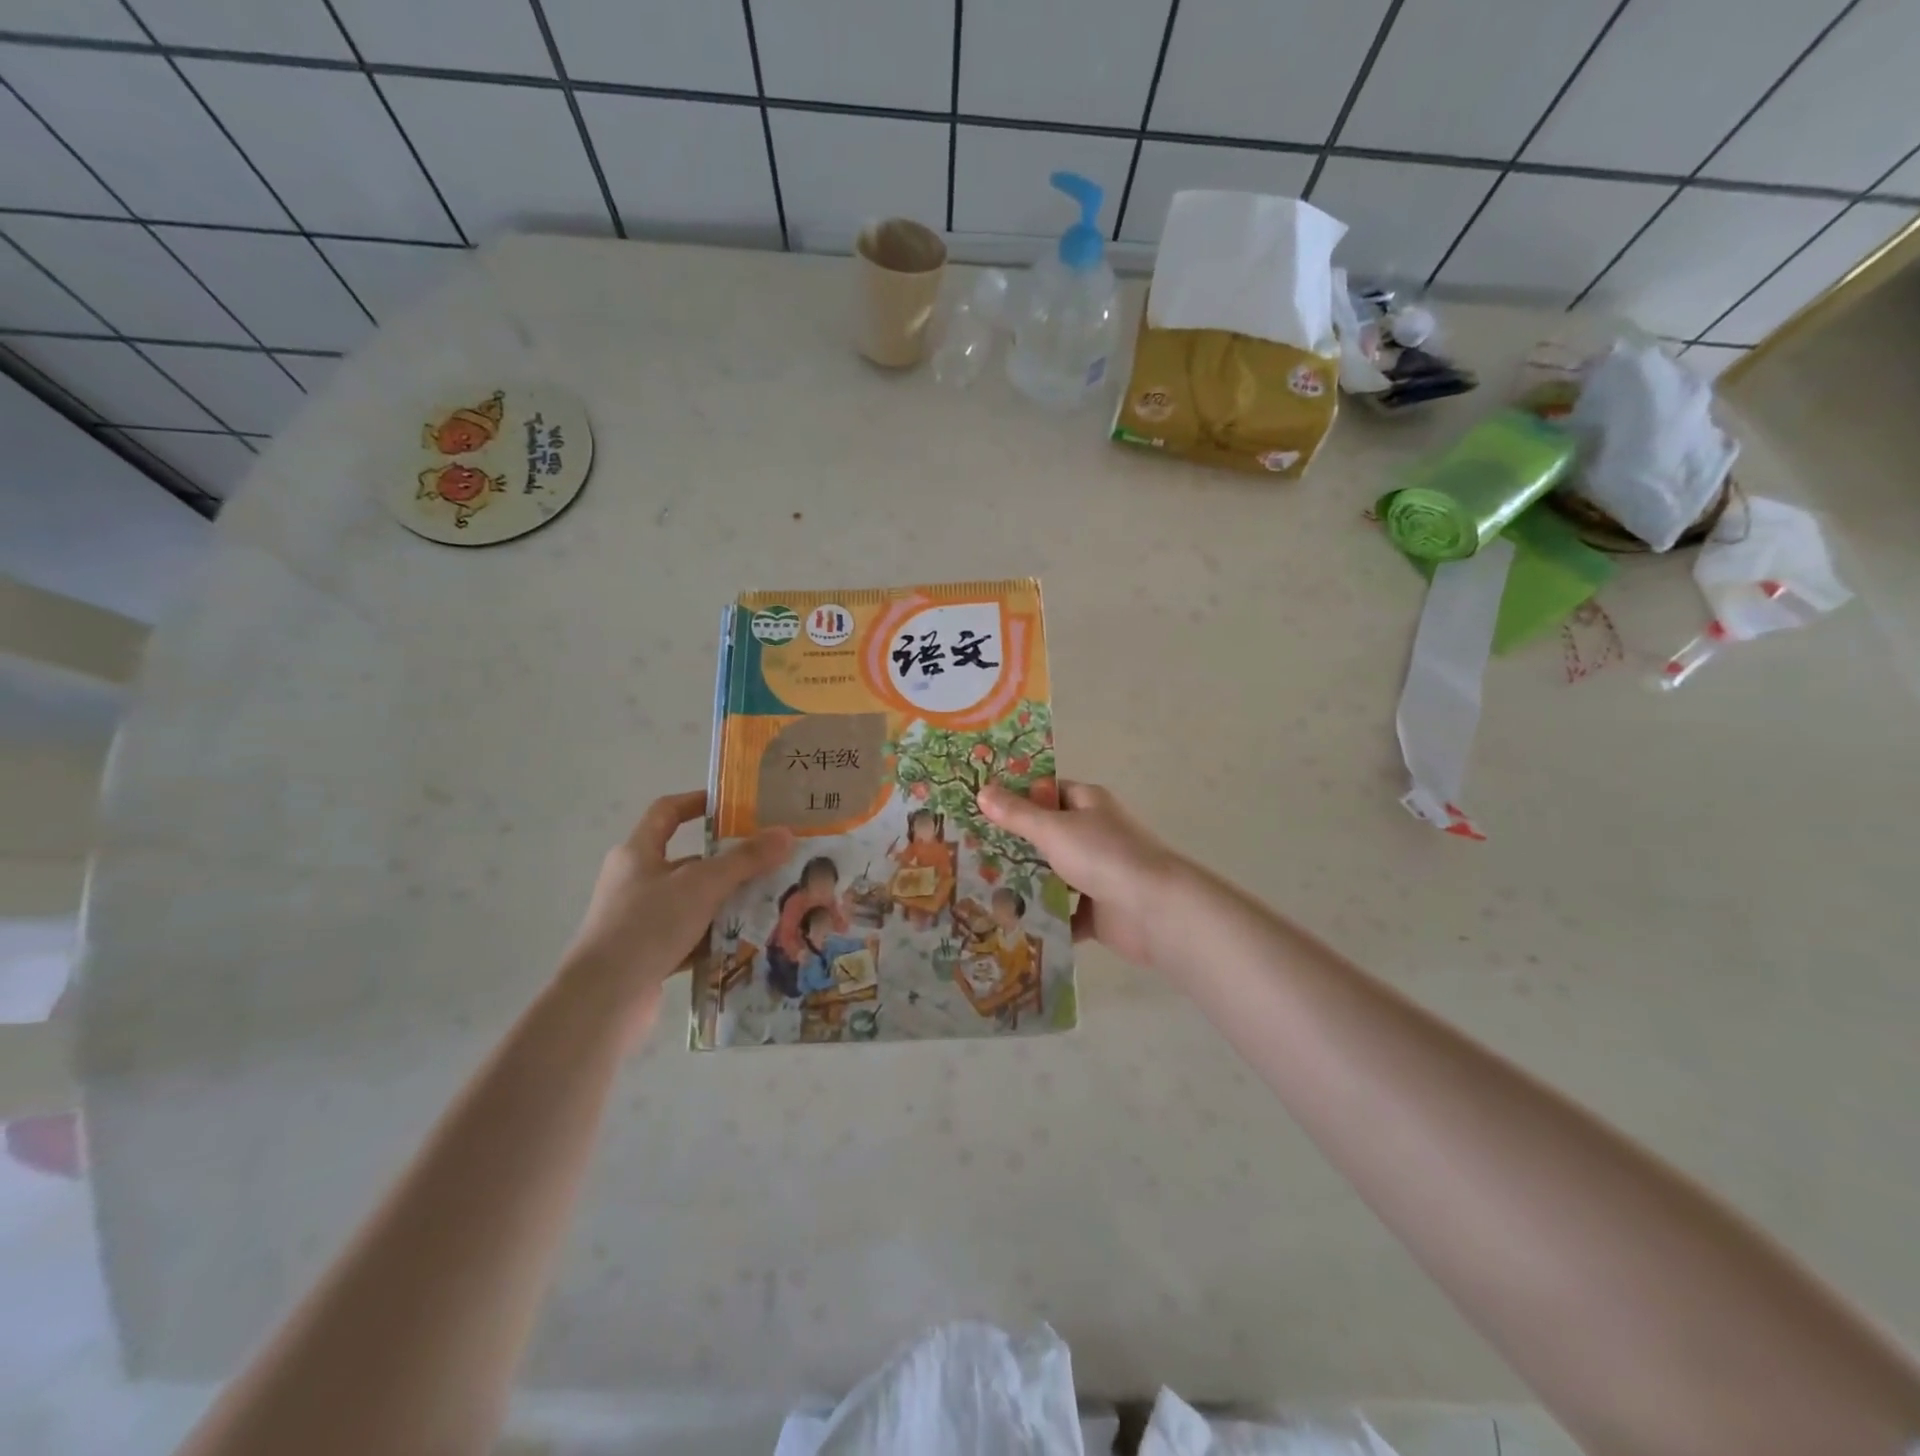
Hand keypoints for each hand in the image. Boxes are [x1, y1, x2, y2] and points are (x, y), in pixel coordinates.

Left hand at [565, 791, 791, 1004]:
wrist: (603, 1000)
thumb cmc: (648, 925)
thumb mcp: (703, 884)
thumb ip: (745, 859)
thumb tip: (786, 833)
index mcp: (637, 853)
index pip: (667, 812)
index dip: (697, 802)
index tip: (734, 805)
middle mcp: (635, 882)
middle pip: (687, 860)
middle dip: (728, 861)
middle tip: (769, 861)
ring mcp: (639, 920)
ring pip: (692, 901)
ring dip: (725, 901)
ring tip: (770, 901)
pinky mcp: (647, 954)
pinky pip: (689, 936)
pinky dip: (715, 936)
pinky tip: (747, 940)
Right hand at [977, 781, 1184, 966]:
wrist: (1156, 912)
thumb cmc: (1105, 856)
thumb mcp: (1054, 829)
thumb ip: (1018, 814)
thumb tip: (982, 790)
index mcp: (1088, 803)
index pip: (1046, 792)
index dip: (1014, 796)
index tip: (977, 806)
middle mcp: (1093, 834)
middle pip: (1046, 835)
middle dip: (1012, 844)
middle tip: (967, 850)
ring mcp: (1096, 873)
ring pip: (1052, 875)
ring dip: (1024, 883)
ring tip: (976, 887)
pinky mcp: (1097, 911)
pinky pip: (1062, 912)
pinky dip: (1042, 918)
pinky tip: (1007, 922)